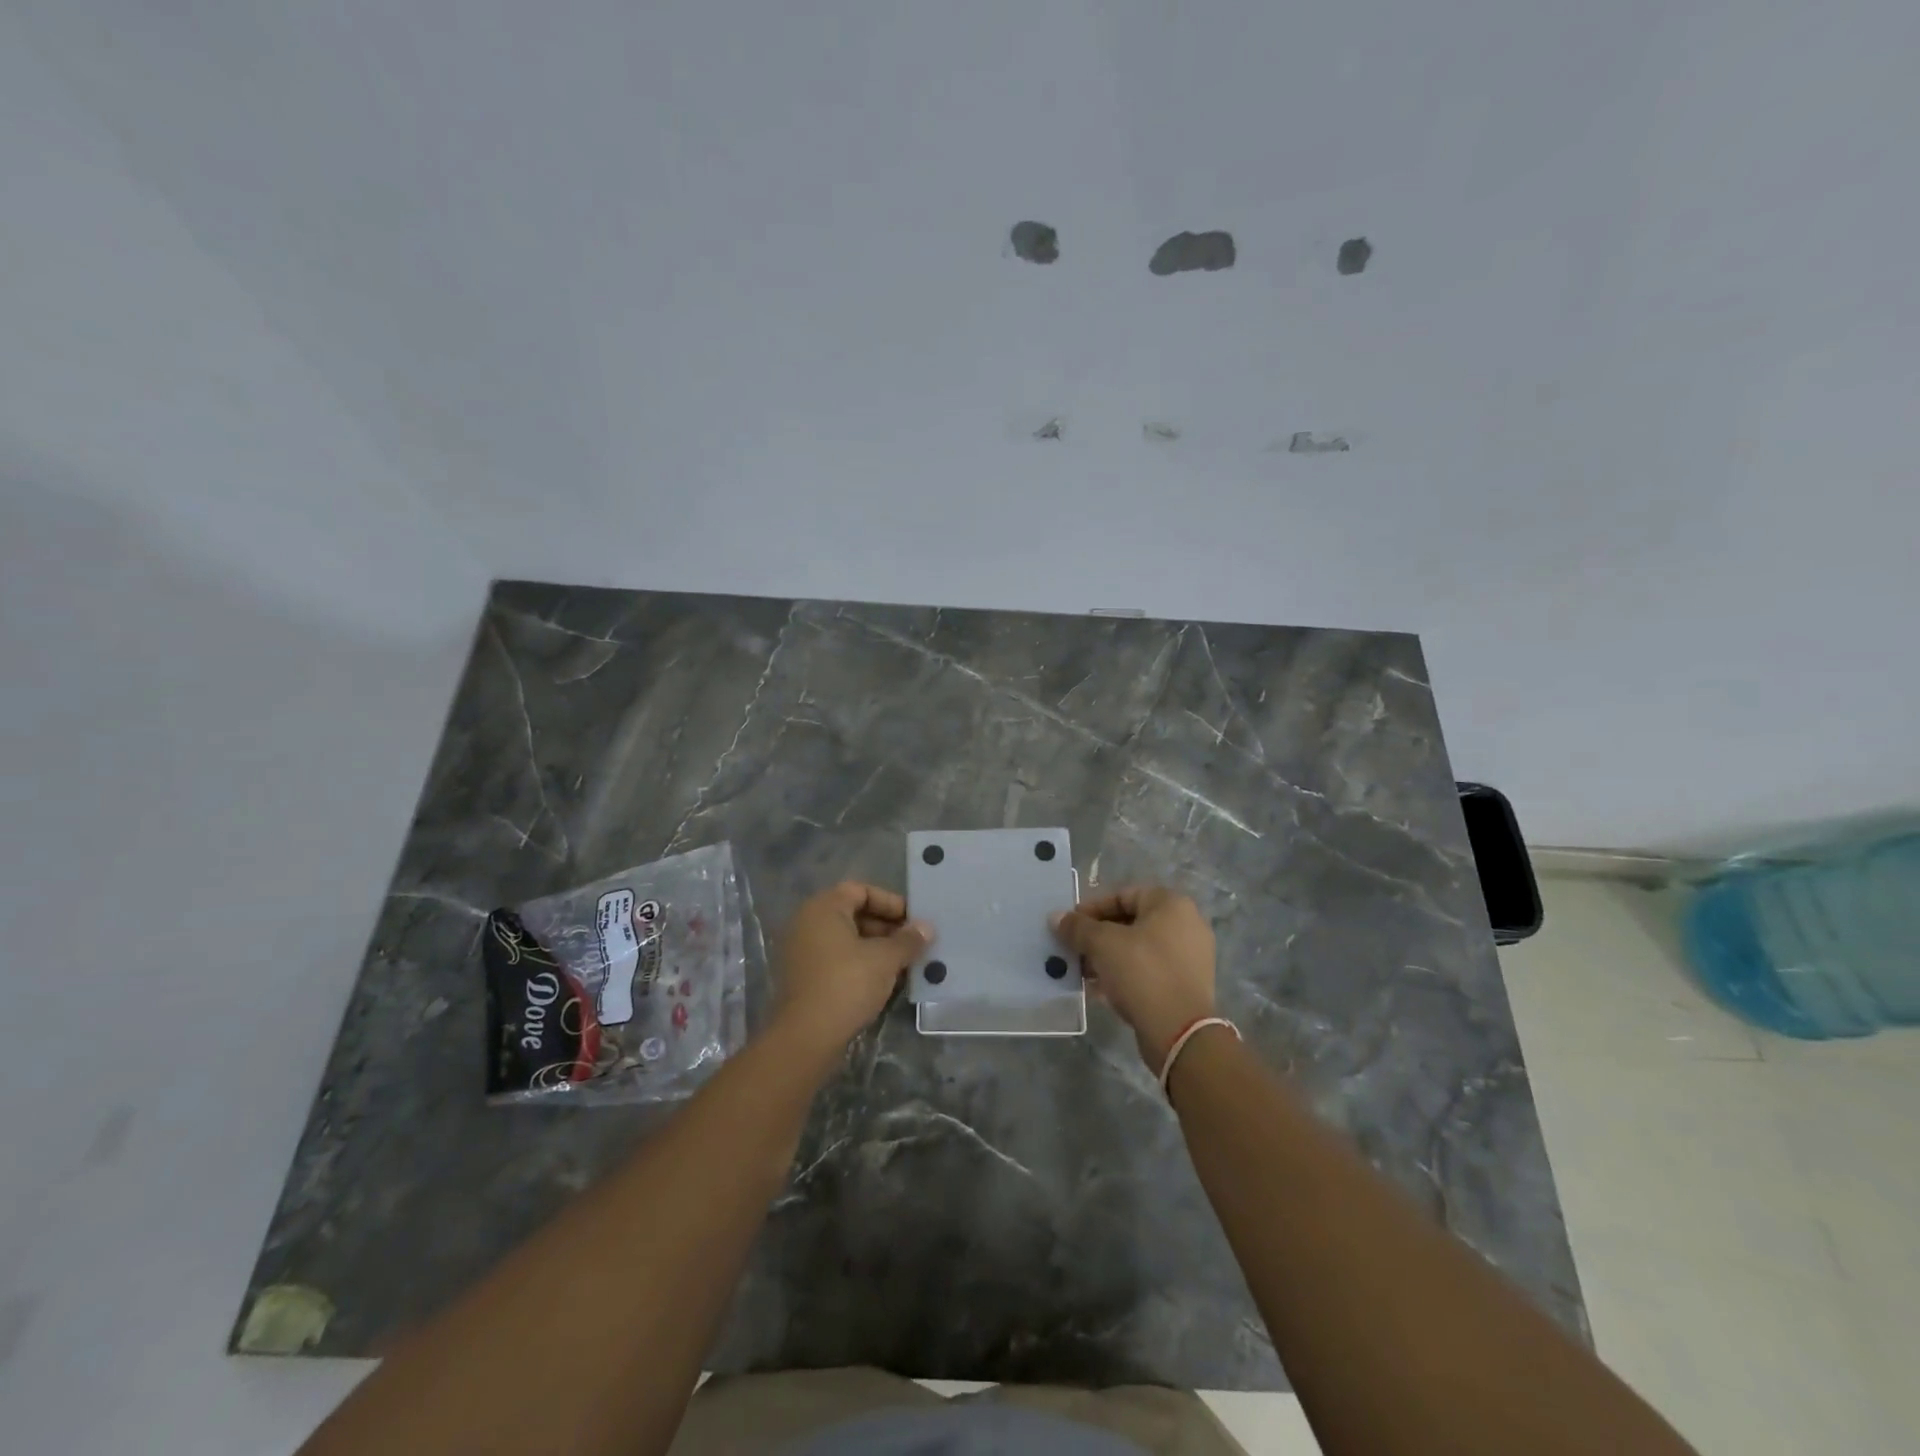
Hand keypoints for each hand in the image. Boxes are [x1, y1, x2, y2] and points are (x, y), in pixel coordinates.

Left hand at [772, 881, 931, 1055]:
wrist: (806, 1036)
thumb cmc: (848, 983)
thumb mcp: (885, 959)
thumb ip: (908, 940)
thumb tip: (927, 927)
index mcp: (823, 908)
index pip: (861, 890)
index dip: (890, 902)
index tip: (913, 920)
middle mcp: (807, 922)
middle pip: (853, 913)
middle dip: (886, 927)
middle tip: (913, 943)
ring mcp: (802, 951)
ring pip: (846, 939)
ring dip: (876, 947)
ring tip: (904, 963)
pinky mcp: (803, 977)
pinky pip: (836, 958)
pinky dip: (860, 963)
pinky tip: (883, 980)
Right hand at [1052, 886, 1215, 1068]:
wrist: (1179, 1032)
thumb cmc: (1142, 972)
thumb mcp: (1102, 944)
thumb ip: (1078, 927)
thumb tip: (1056, 917)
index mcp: (1171, 904)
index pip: (1124, 895)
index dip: (1092, 908)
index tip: (1070, 924)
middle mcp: (1186, 925)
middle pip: (1131, 922)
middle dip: (1098, 935)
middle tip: (1073, 948)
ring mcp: (1189, 957)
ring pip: (1138, 949)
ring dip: (1108, 957)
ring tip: (1081, 971)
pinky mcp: (1185, 985)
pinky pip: (1148, 971)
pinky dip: (1124, 975)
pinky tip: (1099, 989)